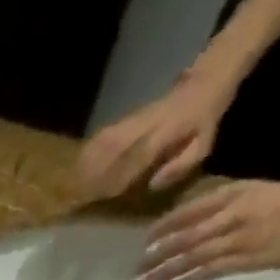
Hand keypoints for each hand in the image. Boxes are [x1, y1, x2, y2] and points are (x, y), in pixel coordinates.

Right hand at [77, 69, 235, 199]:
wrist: (203, 83)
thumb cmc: (203, 121)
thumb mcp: (204, 144)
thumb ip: (181, 165)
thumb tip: (153, 185)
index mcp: (168, 130)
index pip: (139, 154)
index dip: (122, 175)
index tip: (108, 195)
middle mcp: (146, 122)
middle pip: (114, 145)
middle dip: (96, 171)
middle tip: (83, 194)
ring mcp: (133, 118)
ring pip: (104, 139)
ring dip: (87, 162)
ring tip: (76, 184)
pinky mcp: (125, 118)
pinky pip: (102, 135)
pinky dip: (88, 152)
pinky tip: (80, 167)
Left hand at [142, 177, 279, 279]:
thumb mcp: (253, 191)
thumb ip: (221, 202)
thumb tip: (188, 218)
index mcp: (232, 196)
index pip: (187, 212)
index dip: (162, 227)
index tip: (145, 239)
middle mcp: (230, 217)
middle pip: (184, 237)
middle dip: (157, 253)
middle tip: (136, 266)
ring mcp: (237, 240)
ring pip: (192, 257)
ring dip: (166, 271)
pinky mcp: (246, 260)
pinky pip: (210, 272)